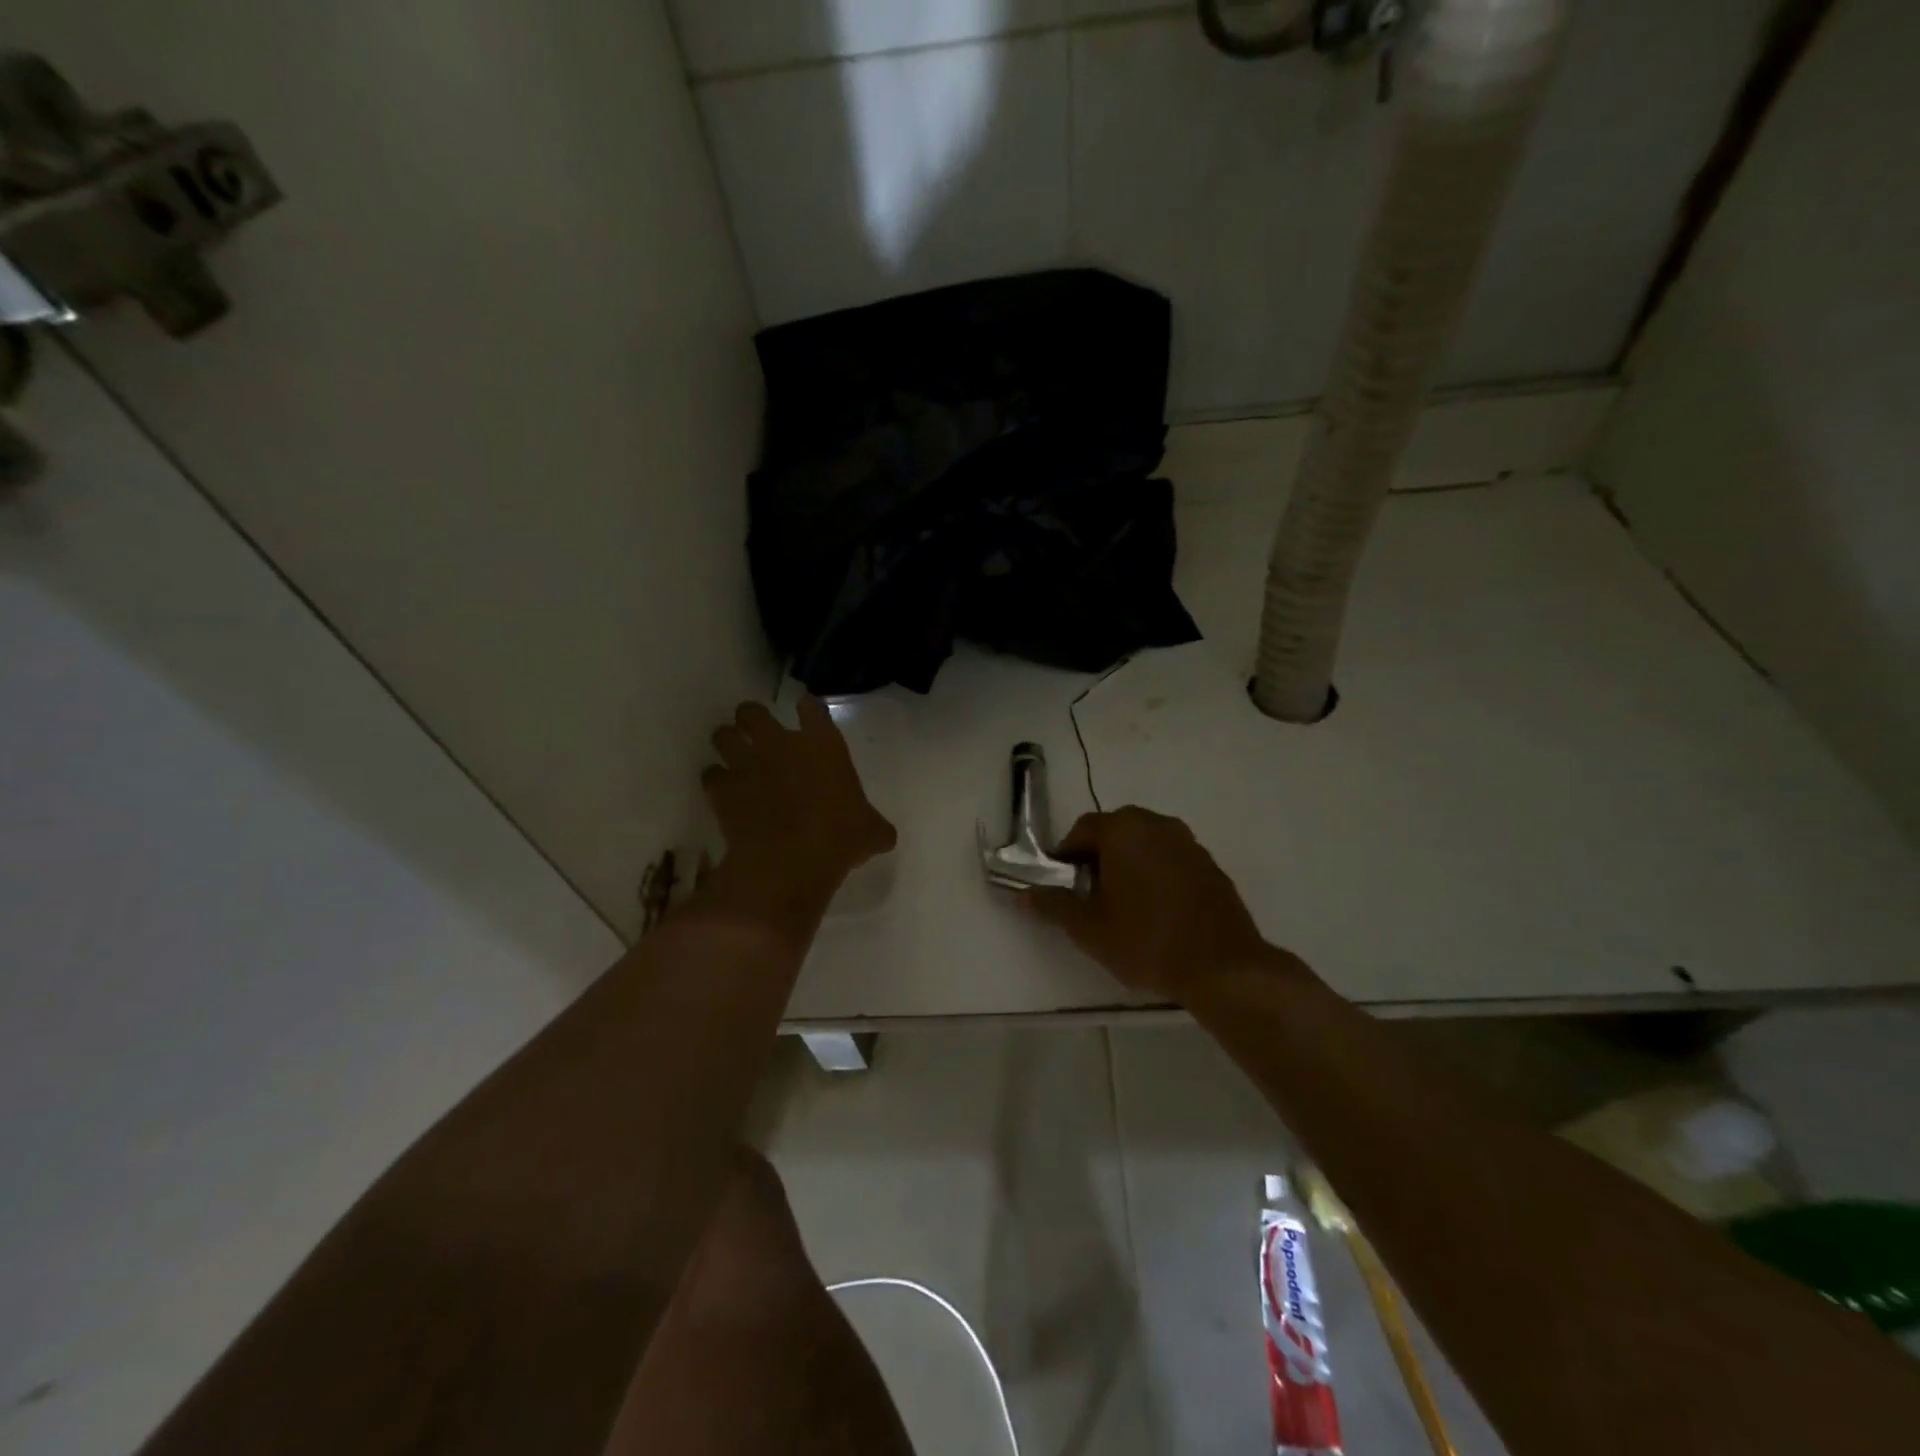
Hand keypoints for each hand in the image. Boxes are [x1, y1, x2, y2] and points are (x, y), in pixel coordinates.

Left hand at [702, 698, 896, 906]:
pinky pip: (710, 774)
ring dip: (728, 743)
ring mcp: (746, 763)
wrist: (790, 861)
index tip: (807, 712)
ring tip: (733, 756)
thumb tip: (883, 836)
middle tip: (757, 734)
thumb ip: (875, 826)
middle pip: (752, 711)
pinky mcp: (721, 788)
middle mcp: (780, 744)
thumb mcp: (871, 833)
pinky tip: (724, 792)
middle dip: (751, 719)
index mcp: (823, 745)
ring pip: (723, 735)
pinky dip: (715, 781)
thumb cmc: (839, 839)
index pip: (812, 708)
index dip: (808, 708)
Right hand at [1028, 807, 1278, 1000]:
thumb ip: (1054, 905)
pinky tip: (1155, 911)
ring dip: (1127, 864)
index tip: (1061, 886)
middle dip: (1097, 857)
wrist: (1222, 967)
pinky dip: (1155, 874)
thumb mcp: (1088, 928)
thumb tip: (1025, 895)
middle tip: (1089, 895)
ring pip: (1144, 844)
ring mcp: (1188, 843)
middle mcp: (1157, 824)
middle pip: (1115, 831)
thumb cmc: (1146, 941)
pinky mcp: (1210, 865)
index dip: (1065, 856)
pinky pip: (1170, 859)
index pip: (1082, 829)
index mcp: (1124, 829)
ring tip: (1122, 905)